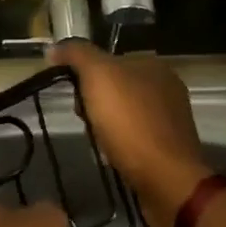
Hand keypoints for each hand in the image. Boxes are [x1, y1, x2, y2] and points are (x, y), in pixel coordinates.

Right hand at [49, 42, 209, 226]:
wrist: (165, 179)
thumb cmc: (130, 121)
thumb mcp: (98, 76)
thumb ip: (76, 54)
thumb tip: (54, 47)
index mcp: (154, 65)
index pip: (109, 59)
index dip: (85, 73)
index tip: (72, 93)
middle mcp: (167, 86)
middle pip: (116, 86)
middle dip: (94, 100)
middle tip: (83, 117)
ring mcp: (171, 118)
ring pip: (124, 111)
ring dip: (105, 122)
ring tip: (95, 138)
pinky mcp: (170, 146)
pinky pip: (135, 135)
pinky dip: (120, 141)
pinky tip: (112, 152)